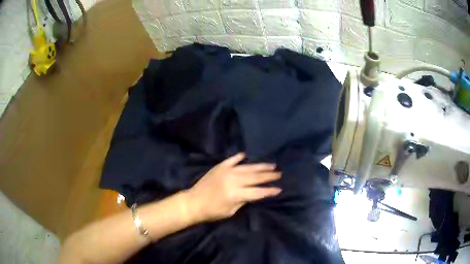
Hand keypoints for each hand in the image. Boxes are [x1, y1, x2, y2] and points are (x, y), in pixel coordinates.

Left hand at [184, 153, 281, 222]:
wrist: (193, 202)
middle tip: (279, 173)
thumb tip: (254, 193)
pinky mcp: (219, 167)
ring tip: (271, 165)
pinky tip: (246, 155)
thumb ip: (244, 201)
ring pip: (247, 167)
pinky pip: (231, 160)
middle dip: (269, 176)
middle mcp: (233, 180)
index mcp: (236, 194)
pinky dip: (239, 157)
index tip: (279, 189)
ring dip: (260, 166)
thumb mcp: (231, 211)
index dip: (269, 191)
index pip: (258, 192)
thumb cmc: (212, 211)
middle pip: (255, 177)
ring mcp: (226, 171)